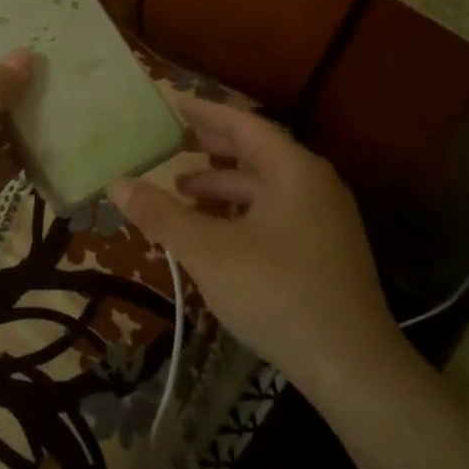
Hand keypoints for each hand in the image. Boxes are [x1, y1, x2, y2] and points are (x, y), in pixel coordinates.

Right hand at [108, 98, 400, 391]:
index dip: (207, 113)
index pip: (244, 125)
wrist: (351, 365)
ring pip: (267, 188)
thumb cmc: (276, 292)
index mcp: (294, 170)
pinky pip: (277, 214)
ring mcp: (326, 220)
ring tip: (184, 193)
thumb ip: (162, 214)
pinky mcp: (327, 252)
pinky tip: (217, 233)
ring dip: (225, 187)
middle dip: (215, 149)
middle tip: (177, 142)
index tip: (176, 103)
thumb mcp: (208, 251)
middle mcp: (315, 185)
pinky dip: (243, 213)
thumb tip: (117, 183)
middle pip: (259, 153)